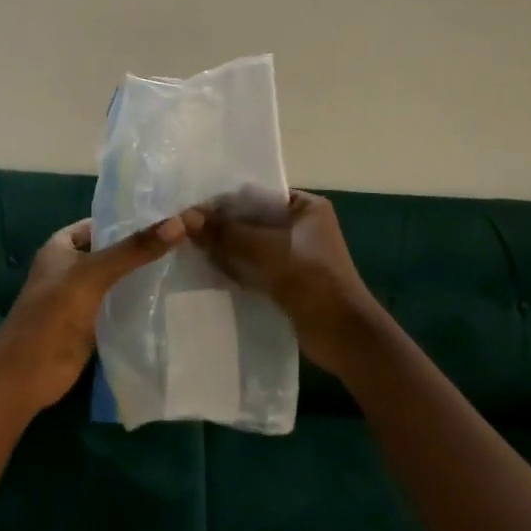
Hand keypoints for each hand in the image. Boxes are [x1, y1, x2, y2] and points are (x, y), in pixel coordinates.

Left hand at [0, 213, 198, 412]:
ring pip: (118, 279)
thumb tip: (179, 222)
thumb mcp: (94, 273)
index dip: (131, 218)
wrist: (27, 374)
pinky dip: (139, 302)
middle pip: (112, 251)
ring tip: (187, 262)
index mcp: (61, 246)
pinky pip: (120, 306)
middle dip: (142, 248)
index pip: (102, 222)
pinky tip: (170, 297)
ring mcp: (81, 297)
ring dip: (143, 275)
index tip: (169, 215)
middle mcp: (71, 267)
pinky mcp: (92, 324)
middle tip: (186, 238)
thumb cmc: (54, 313)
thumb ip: (134, 250)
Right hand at [190, 190, 380, 374]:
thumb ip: (227, 233)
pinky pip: (255, 265)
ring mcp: (296, 254)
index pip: (258, 194)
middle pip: (253, 219)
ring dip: (226, 247)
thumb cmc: (312, 280)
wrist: (345, 337)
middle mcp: (302, 225)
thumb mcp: (267, 250)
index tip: (192, 207)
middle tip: (184, 227)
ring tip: (189, 246)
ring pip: (252, 244)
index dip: (225, 200)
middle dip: (222, 225)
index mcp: (306, 206)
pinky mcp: (288, 279)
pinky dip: (236, 266)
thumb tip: (185, 218)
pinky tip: (208, 268)